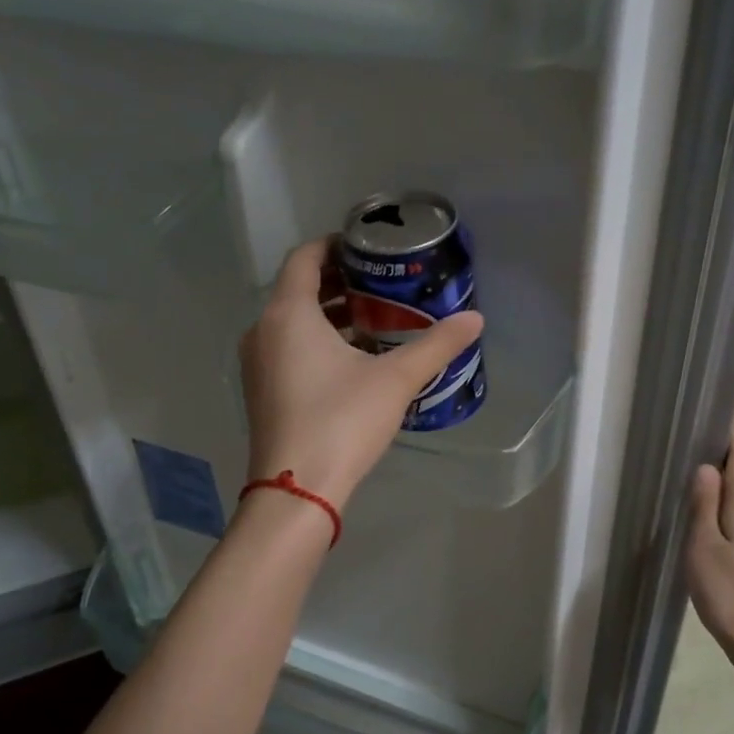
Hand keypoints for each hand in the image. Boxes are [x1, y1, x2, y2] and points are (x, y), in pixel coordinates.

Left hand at [240, 238, 484, 508]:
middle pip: (298, 289)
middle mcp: (263, 330)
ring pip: (292, 322)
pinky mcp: (262, 391)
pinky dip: (316, 341)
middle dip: (339, 281)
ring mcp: (257, 364)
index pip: (305, 257)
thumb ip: (436, 345)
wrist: (297, 489)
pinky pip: (288, 348)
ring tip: (374, 319)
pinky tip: (353, 360)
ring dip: (329, 315)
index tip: (368, 246)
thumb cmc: (342, 421)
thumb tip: (475, 318)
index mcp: (288, 314)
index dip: (335, 244)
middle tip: (381, 282)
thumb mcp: (396, 379)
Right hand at [686, 433, 733, 681]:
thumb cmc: (730, 591)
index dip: (727, 433)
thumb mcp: (703, 546)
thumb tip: (706, 466)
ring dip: (724, 492)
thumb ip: (703, 503)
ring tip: (692, 495)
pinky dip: (731, 513)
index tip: (703, 423)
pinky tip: (712, 529)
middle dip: (720, 463)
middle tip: (684, 463)